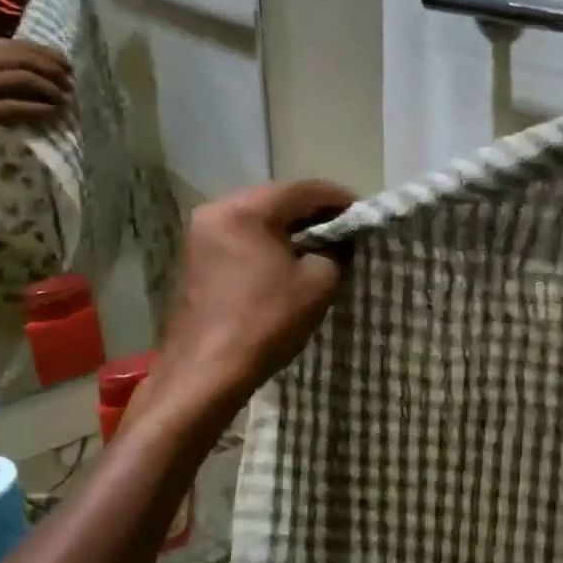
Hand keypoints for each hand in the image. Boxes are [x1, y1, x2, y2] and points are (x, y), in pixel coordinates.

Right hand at [0, 38, 71, 154]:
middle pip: (26, 61)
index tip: (68, 65)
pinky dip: (41, 110)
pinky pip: (18, 107)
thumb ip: (0, 69)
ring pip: (25, 81)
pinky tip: (54, 114)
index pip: (19, 45)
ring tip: (65, 100)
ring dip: (52, 91)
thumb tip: (44, 71)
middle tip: (71, 85)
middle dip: (55, 72)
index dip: (48, 54)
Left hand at [154, 180, 356, 408]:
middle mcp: (217, 210)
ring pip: (258, 218)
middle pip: (278, 199)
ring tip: (323, 247)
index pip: (304, 190)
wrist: (207, 372)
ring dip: (291, 229)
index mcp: (245, 209)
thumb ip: (335, 252)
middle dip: (315, 213)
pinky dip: (269, 243)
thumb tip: (339, 243)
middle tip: (346, 231)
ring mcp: (201, 235)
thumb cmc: (266, 322)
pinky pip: (242, 237)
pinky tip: (290, 261)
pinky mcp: (197, 259)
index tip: (364, 215)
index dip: (340, 200)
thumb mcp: (317, 284)